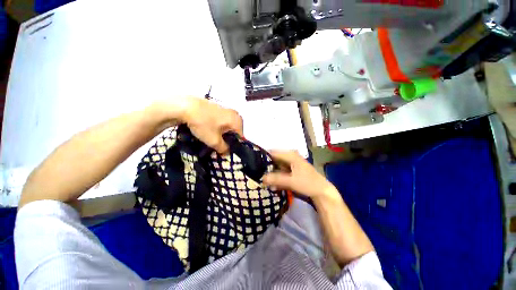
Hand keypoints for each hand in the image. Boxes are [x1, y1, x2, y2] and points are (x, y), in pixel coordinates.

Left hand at [182, 98, 242, 153]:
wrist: (185, 106)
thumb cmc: (203, 124)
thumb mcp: (214, 141)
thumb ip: (224, 149)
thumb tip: (227, 153)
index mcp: (237, 121)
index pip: (241, 138)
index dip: (234, 146)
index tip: (225, 151)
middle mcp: (235, 114)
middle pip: (235, 132)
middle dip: (228, 140)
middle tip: (219, 145)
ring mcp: (227, 110)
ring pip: (228, 127)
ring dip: (223, 134)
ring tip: (213, 138)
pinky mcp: (218, 108)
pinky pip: (222, 121)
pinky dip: (218, 127)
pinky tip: (209, 130)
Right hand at [263, 150, 336, 199]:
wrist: (321, 191)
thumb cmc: (308, 183)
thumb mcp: (291, 181)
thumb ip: (276, 179)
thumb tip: (261, 178)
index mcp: (290, 155)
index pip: (273, 152)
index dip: (263, 157)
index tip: (254, 165)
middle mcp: (290, 156)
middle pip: (274, 159)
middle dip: (266, 166)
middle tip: (257, 174)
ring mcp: (291, 163)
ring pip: (276, 165)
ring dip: (270, 173)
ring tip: (262, 180)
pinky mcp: (291, 169)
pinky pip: (280, 171)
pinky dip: (275, 176)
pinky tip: (271, 184)